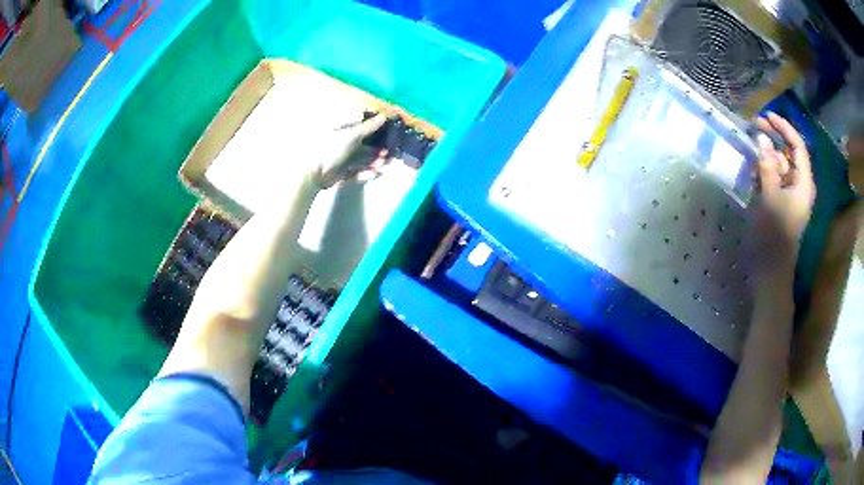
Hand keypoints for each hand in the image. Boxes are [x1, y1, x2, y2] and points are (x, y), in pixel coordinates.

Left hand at [310, 113, 386, 189]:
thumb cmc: (332, 148)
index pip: (363, 128)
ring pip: (363, 159)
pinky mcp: (343, 174)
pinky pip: (358, 173)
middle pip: (365, 145)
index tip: (390, 132)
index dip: (377, 130)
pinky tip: (377, 174)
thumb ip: (369, 127)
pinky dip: (368, 173)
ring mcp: (344, 160)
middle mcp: (344, 145)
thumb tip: (384, 115)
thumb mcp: (352, 135)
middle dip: (378, 148)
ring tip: (385, 162)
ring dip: (375, 160)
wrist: (314, 172)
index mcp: (344, 132)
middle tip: (390, 151)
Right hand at [751, 113, 815, 273]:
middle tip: (755, 125)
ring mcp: (791, 196)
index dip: (784, 128)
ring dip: (768, 155)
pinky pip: (776, 179)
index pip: (798, 146)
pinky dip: (766, 171)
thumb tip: (762, 139)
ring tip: (751, 147)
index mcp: (804, 183)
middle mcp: (800, 186)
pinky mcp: (782, 204)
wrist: (772, 270)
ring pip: (781, 166)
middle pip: (790, 154)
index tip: (767, 116)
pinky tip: (754, 168)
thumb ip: (767, 166)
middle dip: (774, 138)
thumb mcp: (770, 197)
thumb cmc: (775, 234)